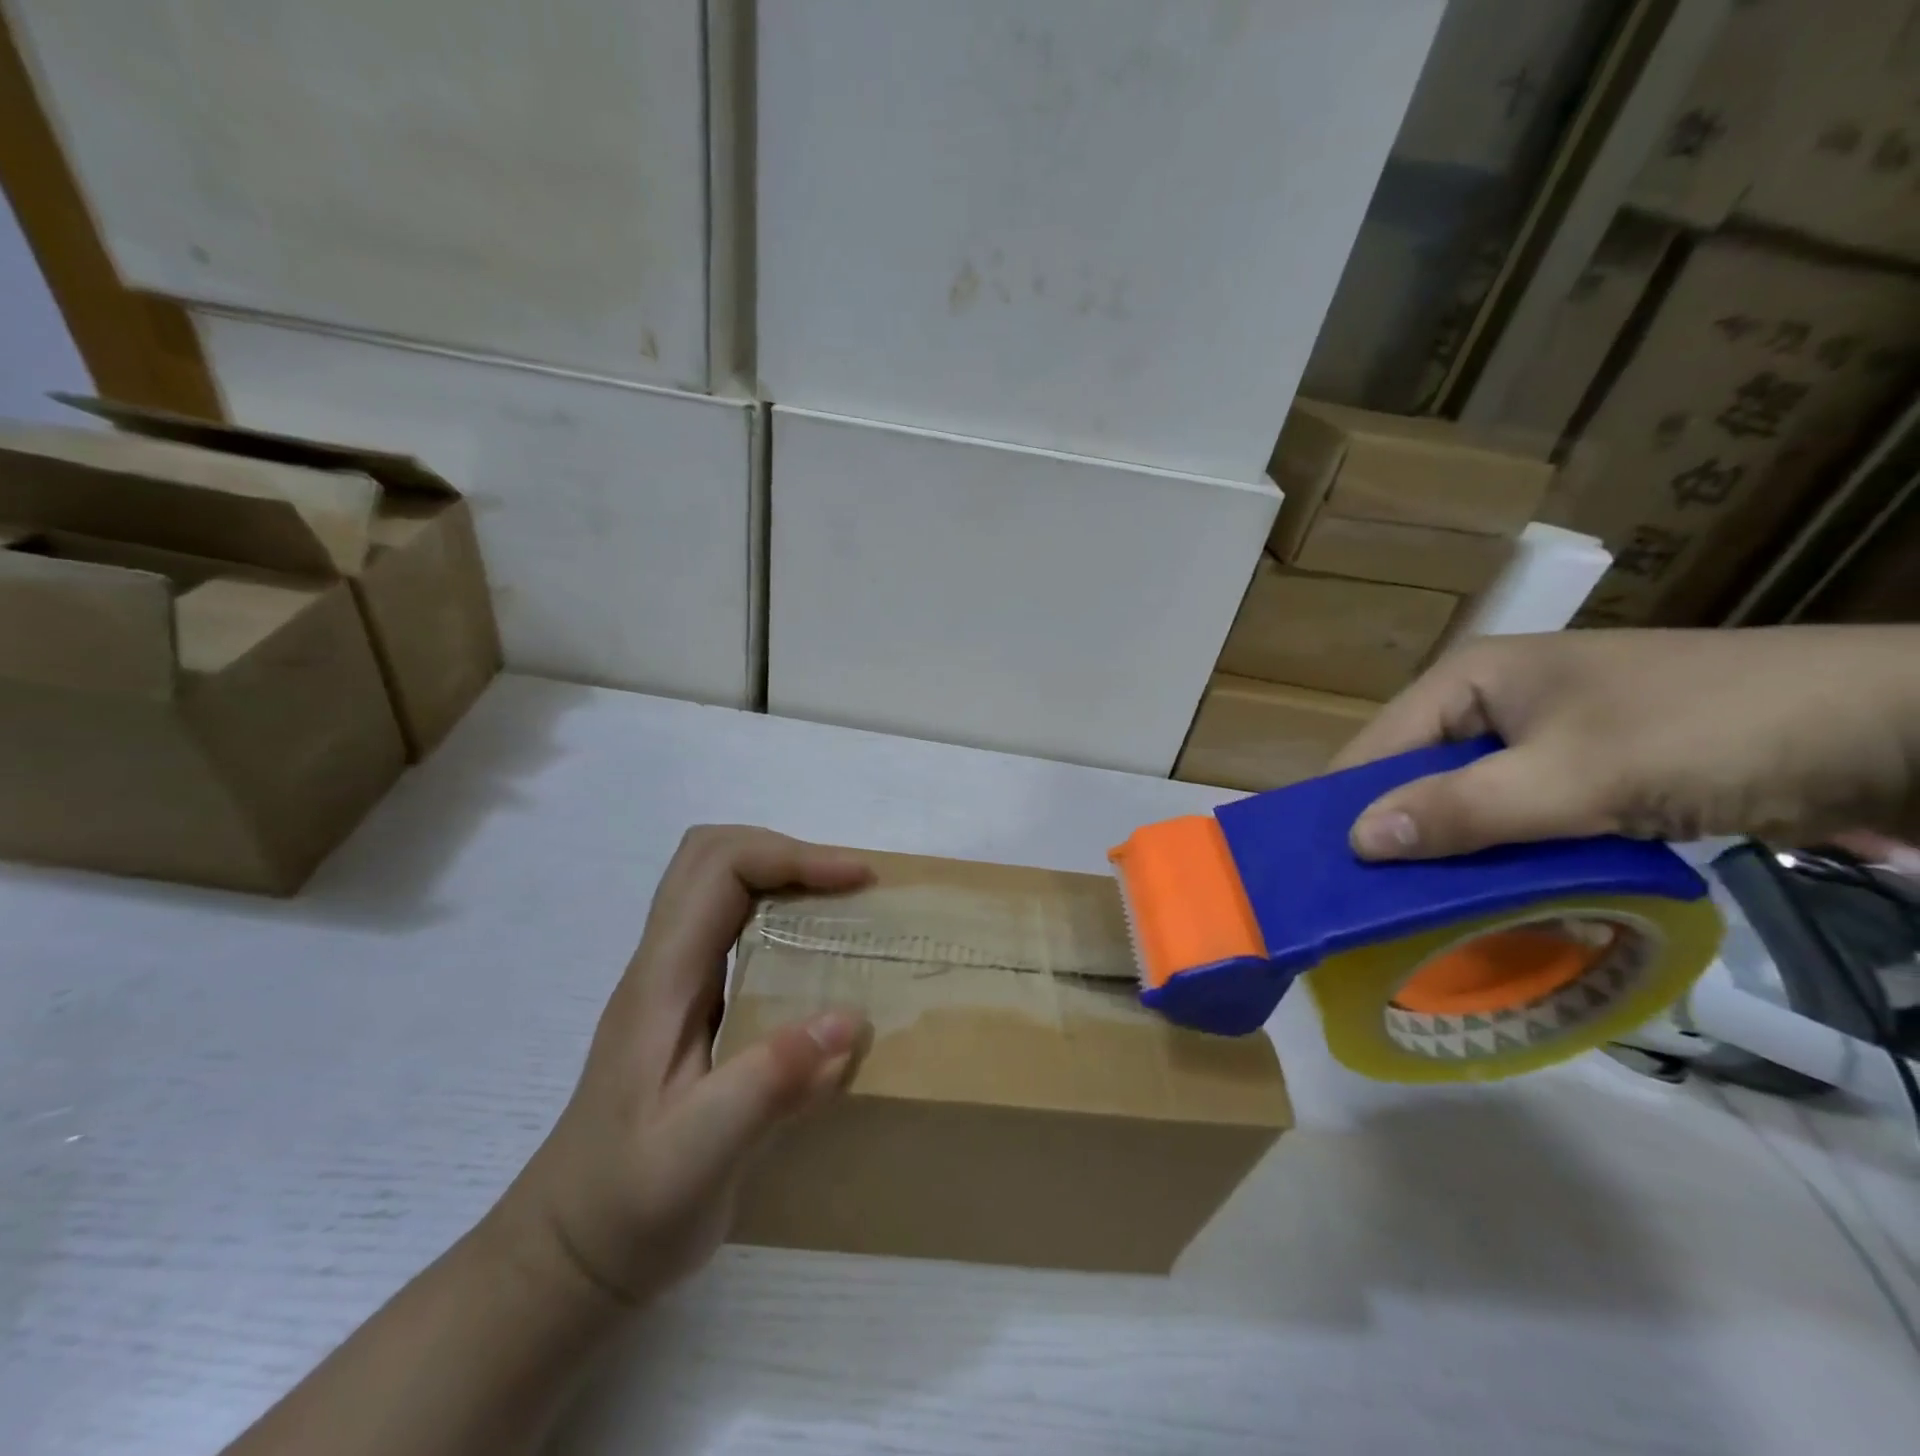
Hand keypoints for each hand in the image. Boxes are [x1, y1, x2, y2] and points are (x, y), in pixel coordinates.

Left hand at [496, 827, 872, 1305]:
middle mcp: (663, 965)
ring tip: (844, 910)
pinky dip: (782, 918)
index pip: (719, 868)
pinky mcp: (690, 1007)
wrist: (568, 1259)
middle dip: (788, 853)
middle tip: (849, 887)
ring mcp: (672, 984)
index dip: (792, 857)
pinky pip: (735, 929)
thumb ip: (770, 1084)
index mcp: (662, 981)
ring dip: (785, 878)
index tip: (857, 882)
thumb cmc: (625, 1208)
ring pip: (721, 886)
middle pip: (712, 855)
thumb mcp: (698, 1157)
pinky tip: (818, 962)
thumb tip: (851, 1019)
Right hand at [1332, 626, 1919, 859]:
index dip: (1344, 808)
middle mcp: (1492, 704)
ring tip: (1422, 917)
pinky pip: (1518, 820)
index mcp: (1470, 680)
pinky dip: (1505, 860)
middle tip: (1369, 910)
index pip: (1375, 748)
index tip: (1319, 876)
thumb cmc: (1711, 731)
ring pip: (1467, 804)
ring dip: (1453, 857)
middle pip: (1417, 778)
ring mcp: (1542, 739)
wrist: (1896, 727)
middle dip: (1398, 839)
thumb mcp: (1579, 775)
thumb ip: (1464, 808)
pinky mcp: (1586, 772)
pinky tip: (1498, 901)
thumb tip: (1356, 841)